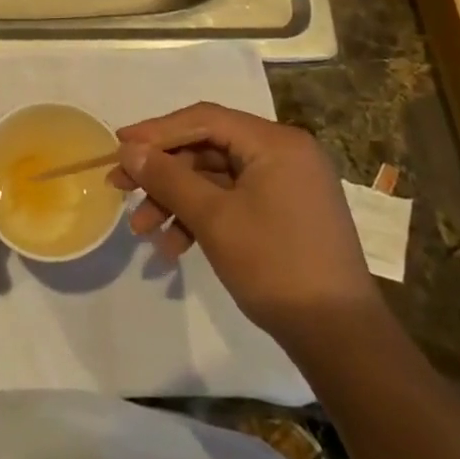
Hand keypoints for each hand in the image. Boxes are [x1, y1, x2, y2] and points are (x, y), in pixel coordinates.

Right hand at [111, 103, 379, 338]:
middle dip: (163, 172)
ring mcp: (286, 185)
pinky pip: (233, 201)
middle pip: (208, 148)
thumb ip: (168, 177)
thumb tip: (128, 150)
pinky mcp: (284, 213)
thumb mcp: (214, 219)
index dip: (157, 131)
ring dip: (177, 200)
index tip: (118, 146)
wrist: (341, 339)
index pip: (204, 119)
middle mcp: (283, 153)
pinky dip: (202, 218)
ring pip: (216, 178)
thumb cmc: (276, 266)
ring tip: (142, 230)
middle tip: (121, 188)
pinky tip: (174, 248)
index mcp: (275, 142)